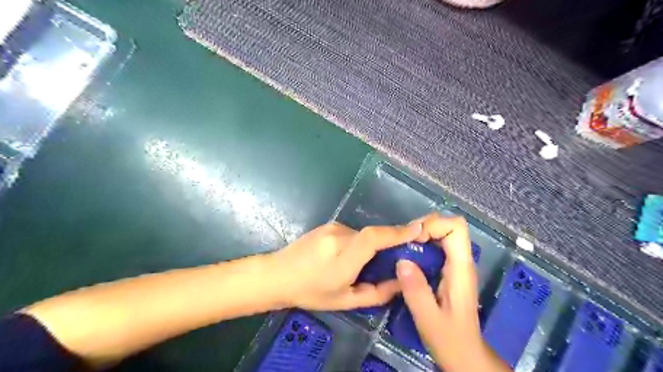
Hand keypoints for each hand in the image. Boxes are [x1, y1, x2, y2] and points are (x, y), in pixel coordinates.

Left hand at [267, 222, 418, 311]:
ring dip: (369, 246)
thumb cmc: (311, 292)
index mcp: (343, 257)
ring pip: (362, 234)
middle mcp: (339, 236)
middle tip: (395, 258)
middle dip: (388, 243)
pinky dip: (358, 243)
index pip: (374, 237)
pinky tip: (346, 257)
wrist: (278, 274)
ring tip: (362, 264)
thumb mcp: (345, 300)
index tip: (419, 228)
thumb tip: (400, 282)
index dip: (397, 232)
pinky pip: (352, 233)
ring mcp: (332, 227)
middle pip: (373, 234)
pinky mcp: (328, 225)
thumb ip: (376, 293)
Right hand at [396, 216, 507, 371]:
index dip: (434, 225)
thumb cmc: (451, 341)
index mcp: (461, 269)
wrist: (466, 356)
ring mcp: (456, 265)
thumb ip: (416, 291)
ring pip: (442, 234)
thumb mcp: (428, 319)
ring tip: (402, 247)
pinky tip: (408, 258)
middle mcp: (461, 261)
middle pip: (449, 226)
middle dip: (425, 227)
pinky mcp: (449, 270)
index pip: (456, 227)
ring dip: (421, 235)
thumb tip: (401, 261)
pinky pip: (437, 246)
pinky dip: (421, 245)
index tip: (413, 239)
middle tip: (403, 242)